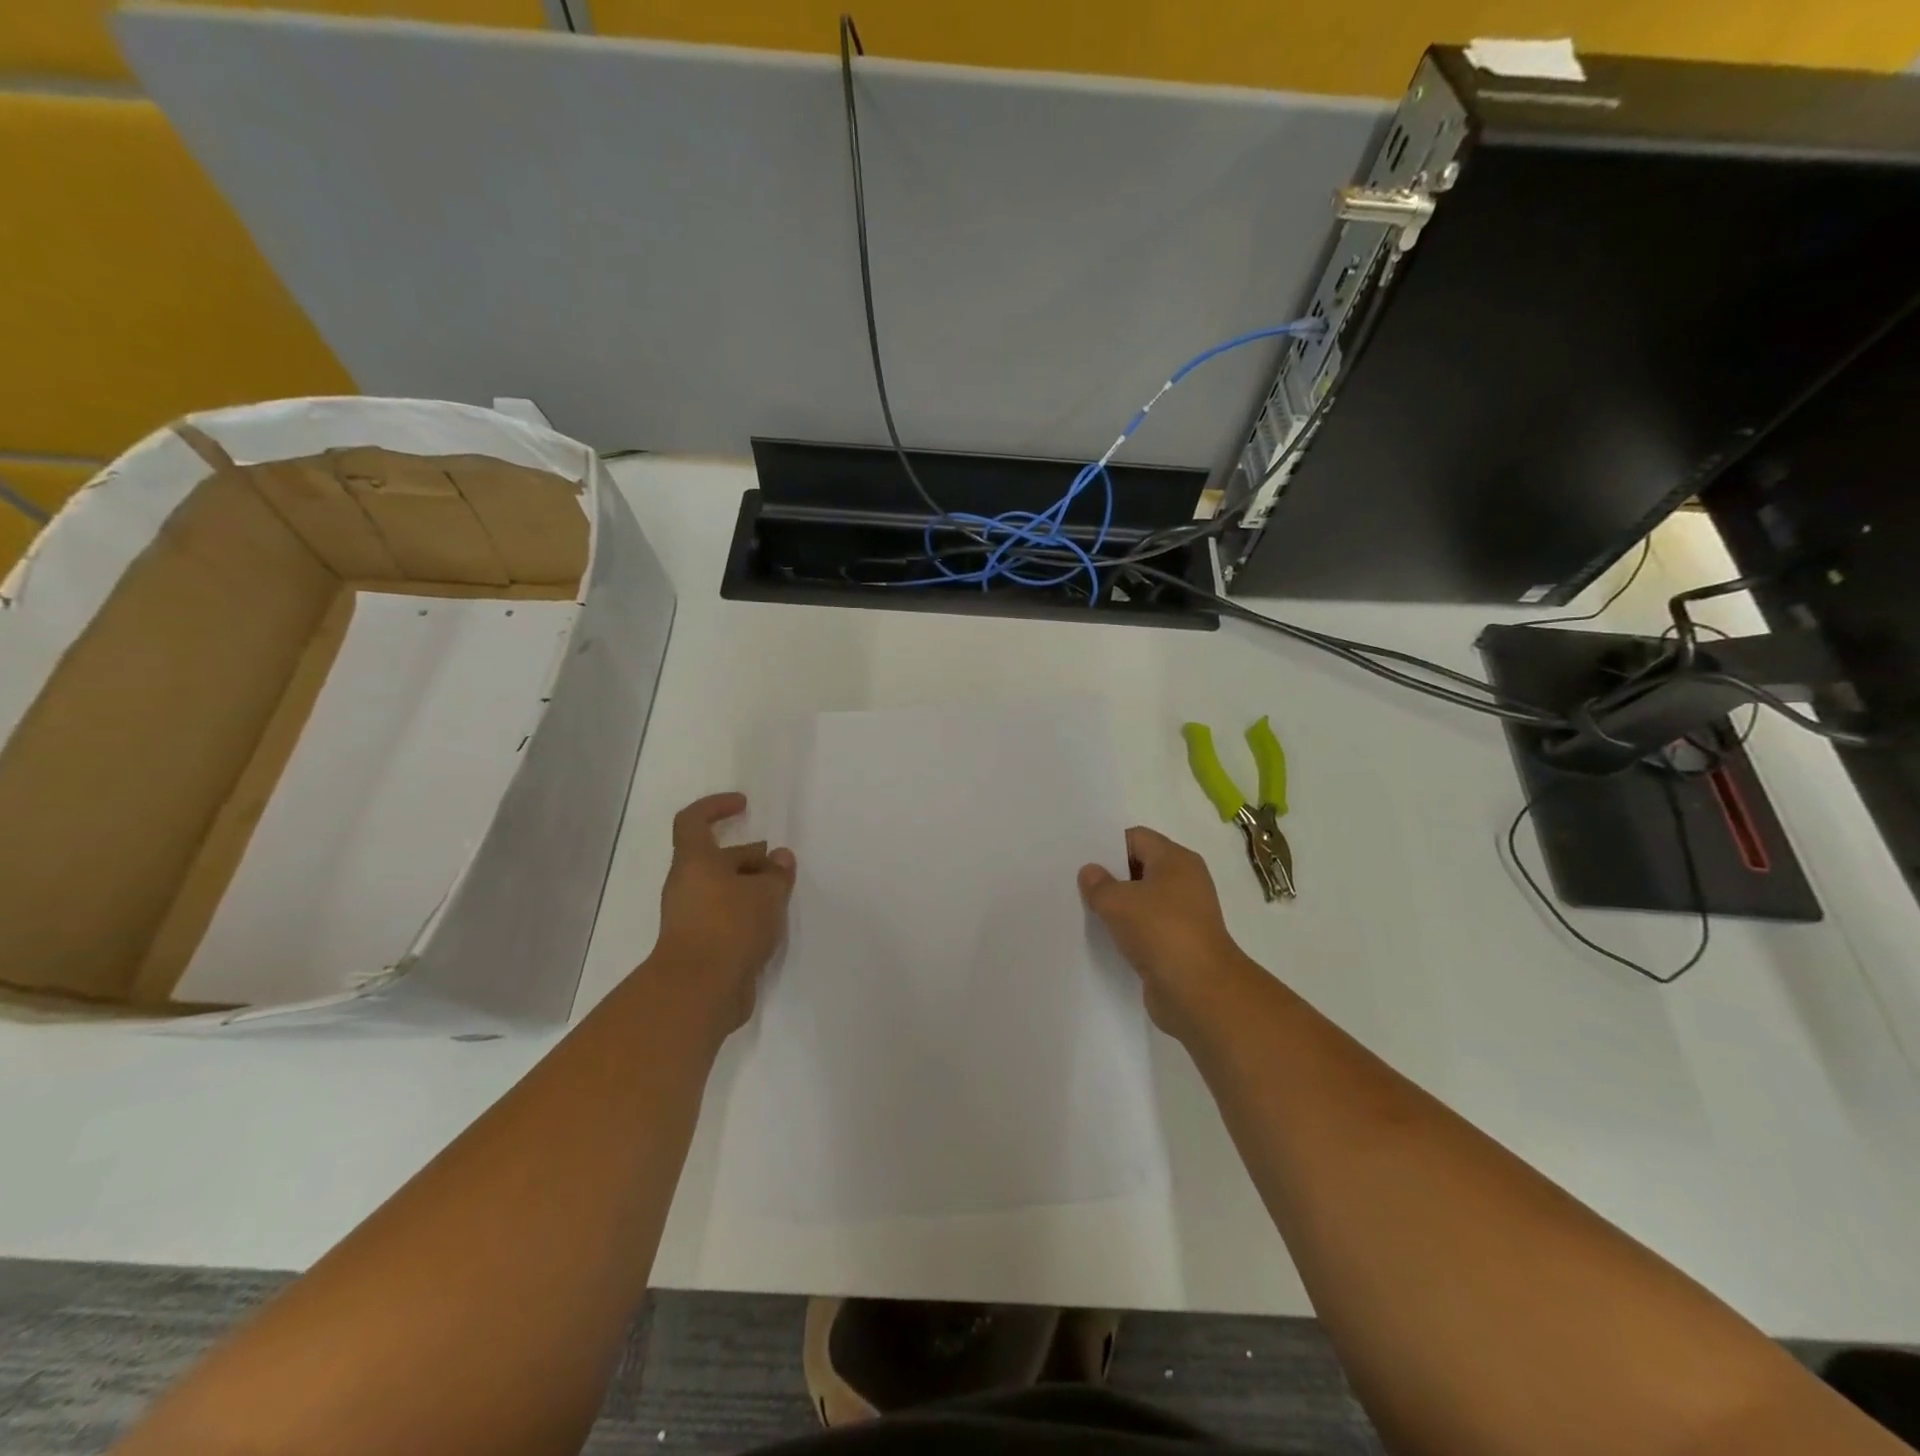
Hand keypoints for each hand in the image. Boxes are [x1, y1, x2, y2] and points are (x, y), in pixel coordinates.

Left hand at [649, 792, 795, 1035]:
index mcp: (695, 862)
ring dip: (751, 889)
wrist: (699, 991)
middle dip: (750, 857)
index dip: (716, 807)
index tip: (744, 806)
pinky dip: (747, 915)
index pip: (693, 821)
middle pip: (716, 859)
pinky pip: (725, 918)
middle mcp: (687, 885)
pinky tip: (772, 925)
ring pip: (723, 891)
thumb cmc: (730, 926)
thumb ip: (776, 874)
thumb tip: (779, 859)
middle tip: (782, 867)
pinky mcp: (700, 946)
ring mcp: (690, 918)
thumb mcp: (766, 893)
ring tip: (783, 896)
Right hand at [1079, 826, 1260, 1040]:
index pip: (1137, 838)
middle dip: (1110, 876)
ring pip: (1142, 901)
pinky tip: (1104, 938)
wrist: (1199, 991)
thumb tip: (1090, 872)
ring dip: (1118, 908)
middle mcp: (1185, 882)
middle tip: (1076, 884)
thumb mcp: (1118, 901)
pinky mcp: (1179, 945)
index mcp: (1177, 860)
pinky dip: (1128, 932)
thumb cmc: (1161, 931)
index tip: (1081, 860)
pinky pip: (1147, 929)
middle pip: (1140, 868)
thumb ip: (1098, 884)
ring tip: (1085, 911)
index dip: (1108, 846)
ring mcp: (1184, 916)